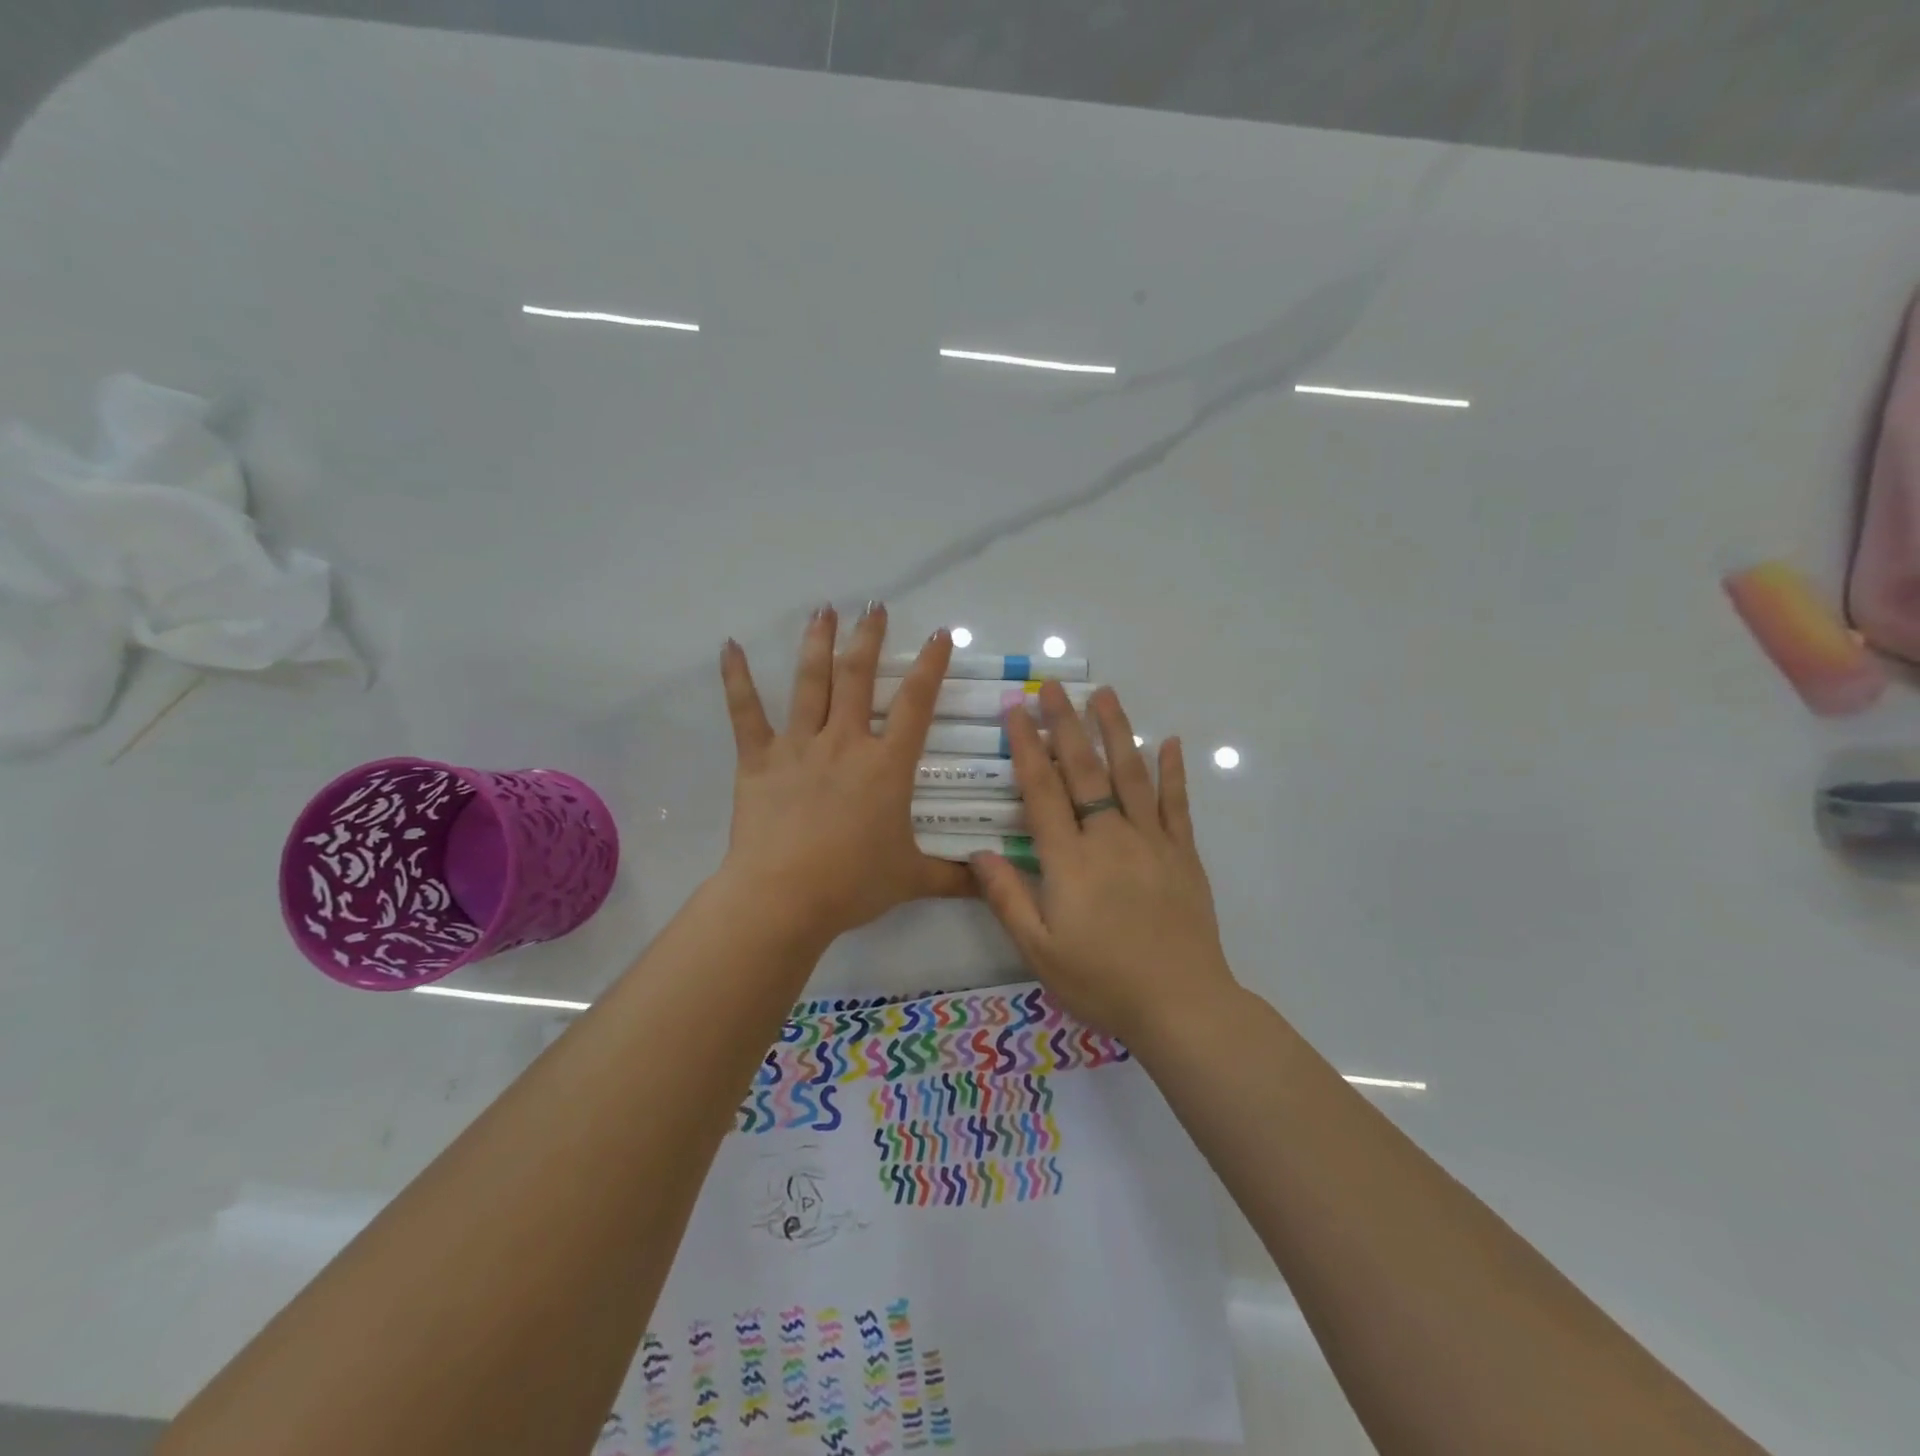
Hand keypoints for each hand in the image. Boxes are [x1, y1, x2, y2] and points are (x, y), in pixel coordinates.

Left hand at [717, 604, 973, 946]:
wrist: (784, 897)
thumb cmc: (852, 883)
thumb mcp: (911, 879)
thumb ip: (954, 878)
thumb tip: (993, 883)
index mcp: (886, 765)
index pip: (915, 703)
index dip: (930, 665)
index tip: (939, 634)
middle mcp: (845, 742)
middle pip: (858, 677)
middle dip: (868, 637)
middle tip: (873, 606)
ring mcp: (799, 746)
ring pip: (809, 683)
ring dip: (817, 643)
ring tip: (823, 610)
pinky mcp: (758, 759)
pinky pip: (746, 712)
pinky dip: (736, 678)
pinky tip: (729, 646)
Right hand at [969, 683, 1237, 1042]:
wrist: (1181, 1004)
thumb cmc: (1102, 981)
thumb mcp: (1039, 950)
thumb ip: (1007, 898)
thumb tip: (976, 852)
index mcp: (1070, 860)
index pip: (1043, 791)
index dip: (1027, 749)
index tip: (1017, 712)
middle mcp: (1110, 838)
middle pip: (1085, 771)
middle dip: (1065, 725)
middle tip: (1053, 686)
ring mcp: (1152, 841)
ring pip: (1131, 774)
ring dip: (1115, 731)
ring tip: (1104, 694)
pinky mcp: (1183, 854)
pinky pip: (1177, 804)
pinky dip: (1173, 771)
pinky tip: (1170, 742)